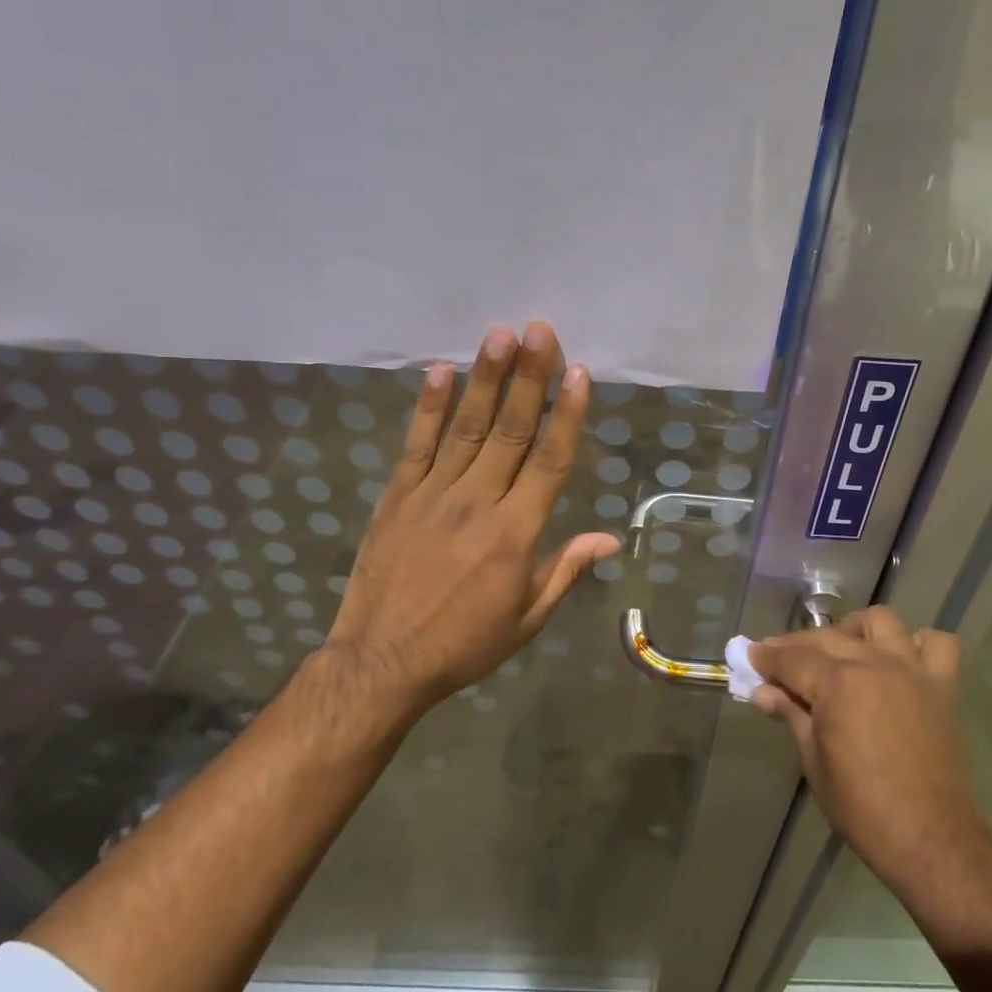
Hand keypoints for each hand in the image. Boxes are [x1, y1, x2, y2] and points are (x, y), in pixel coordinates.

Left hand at [320, 321, 618, 735]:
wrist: (382, 661)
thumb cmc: (464, 644)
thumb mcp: (527, 618)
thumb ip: (565, 570)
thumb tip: (609, 539)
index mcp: (516, 533)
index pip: (549, 462)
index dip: (567, 416)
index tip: (580, 374)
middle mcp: (477, 502)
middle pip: (510, 430)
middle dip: (528, 377)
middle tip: (540, 330)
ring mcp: (432, 494)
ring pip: (466, 427)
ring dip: (485, 379)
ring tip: (500, 335)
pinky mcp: (397, 496)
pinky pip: (417, 444)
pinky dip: (430, 407)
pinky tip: (442, 371)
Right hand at [750, 609, 991, 945]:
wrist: (930, 839)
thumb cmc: (861, 807)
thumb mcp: (814, 761)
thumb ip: (791, 715)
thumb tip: (762, 692)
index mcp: (839, 684)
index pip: (792, 660)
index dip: (767, 657)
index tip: (750, 656)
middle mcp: (875, 664)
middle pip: (827, 637)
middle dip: (796, 644)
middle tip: (778, 660)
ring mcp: (913, 671)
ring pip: (880, 622)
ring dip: (854, 631)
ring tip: (841, 653)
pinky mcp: (943, 686)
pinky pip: (936, 643)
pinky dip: (916, 644)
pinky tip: (899, 661)